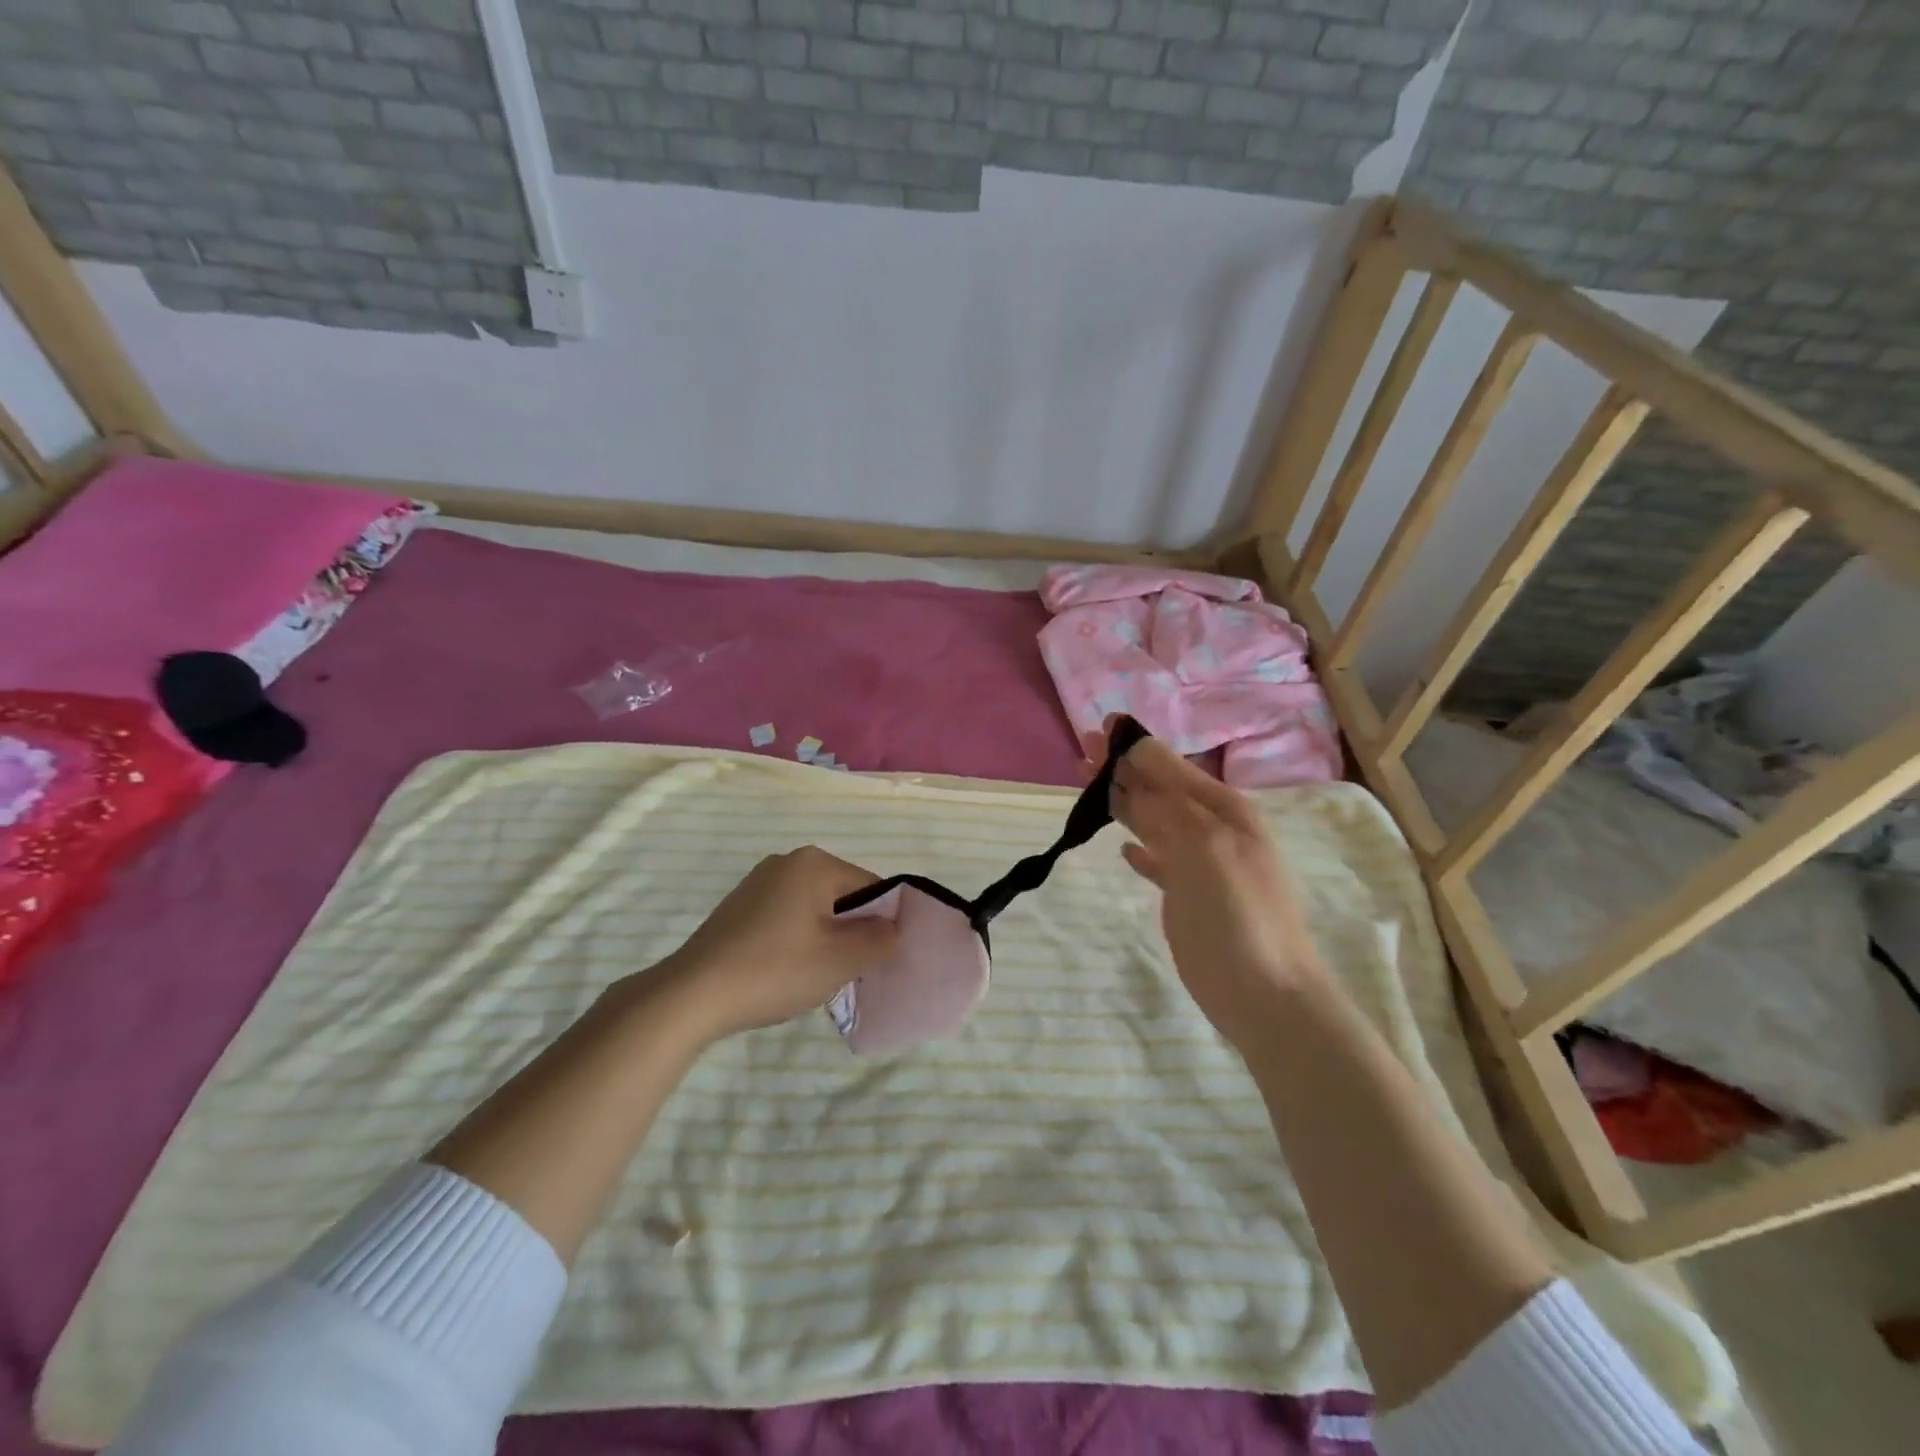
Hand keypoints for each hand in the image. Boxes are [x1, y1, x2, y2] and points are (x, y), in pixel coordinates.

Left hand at [653, 846, 897, 1042]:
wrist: (692, 995)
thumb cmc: (775, 969)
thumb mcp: (841, 960)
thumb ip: (880, 940)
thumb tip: (893, 929)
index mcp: (815, 863)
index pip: (872, 887)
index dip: (883, 924)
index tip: (877, 960)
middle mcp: (788, 861)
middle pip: (843, 896)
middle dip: (852, 931)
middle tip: (847, 971)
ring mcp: (759, 882)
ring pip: (815, 908)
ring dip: (825, 938)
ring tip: (815, 975)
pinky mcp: (740, 906)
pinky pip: (788, 916)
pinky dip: (797, 940)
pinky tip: (785, 971)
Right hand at [1106, 723, 1328, 1050]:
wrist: (1267, 995)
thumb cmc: (1239, 915)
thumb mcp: (1205, 850)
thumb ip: (1168, 809)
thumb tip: (1134, 770)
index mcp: (1223, 810)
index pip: (1170, 767)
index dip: (1135, 747)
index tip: (1100, 728)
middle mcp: (1212, 829)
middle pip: (1158, 789)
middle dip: (1123, 769)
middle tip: (1084, 751)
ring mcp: (1201, 863)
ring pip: (1154, 821)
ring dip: (1124, 802)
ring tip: (1089, 785)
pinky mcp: (1189, 895)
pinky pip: (1159, 860)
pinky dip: (1141, 850)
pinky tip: (1124, 848)